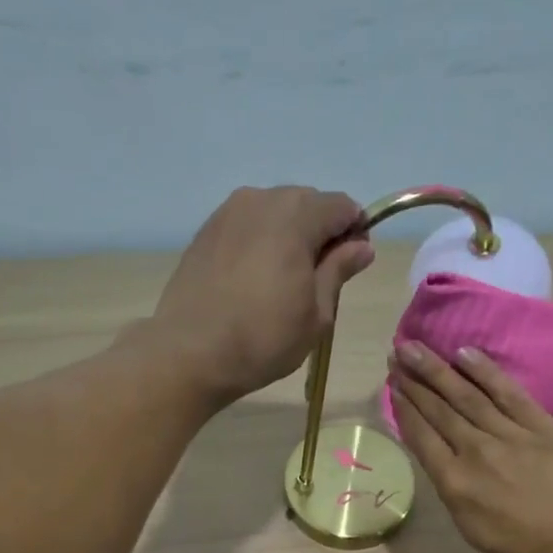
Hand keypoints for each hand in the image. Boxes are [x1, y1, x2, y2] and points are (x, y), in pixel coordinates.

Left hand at [151, 186, 373, 404]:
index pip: (342, 206)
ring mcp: (228, 212)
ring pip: (274, 212)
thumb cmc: (264, 338)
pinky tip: (253, 280)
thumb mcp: (316, 313)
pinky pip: (246, 226)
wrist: (190, 352)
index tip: (351, 267)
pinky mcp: (205, 231)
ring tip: (282, 282)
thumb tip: (362, 246)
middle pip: (307, 203)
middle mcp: (261, 199)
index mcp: (296, 215)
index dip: (354, 233)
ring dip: (288, 236)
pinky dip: (259, 243)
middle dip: (320, 232)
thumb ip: (339, 270)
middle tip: (317, 280)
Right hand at [389, 342, 552, 552]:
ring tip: (417, 348)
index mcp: (453, 482)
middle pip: (439, 410)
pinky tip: (465, 354)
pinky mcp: (541, 426)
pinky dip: (485, 372)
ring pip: (467, 396)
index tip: (391, 385)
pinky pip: (508, 393)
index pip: (421, 435)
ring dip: (439, 370)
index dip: (404, 408)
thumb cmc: (518, 548)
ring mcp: (509, 435)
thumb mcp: (468, 525)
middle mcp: (475, 451)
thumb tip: (441, 457)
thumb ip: (451, 487)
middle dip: (414, 381)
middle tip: (397, 354)